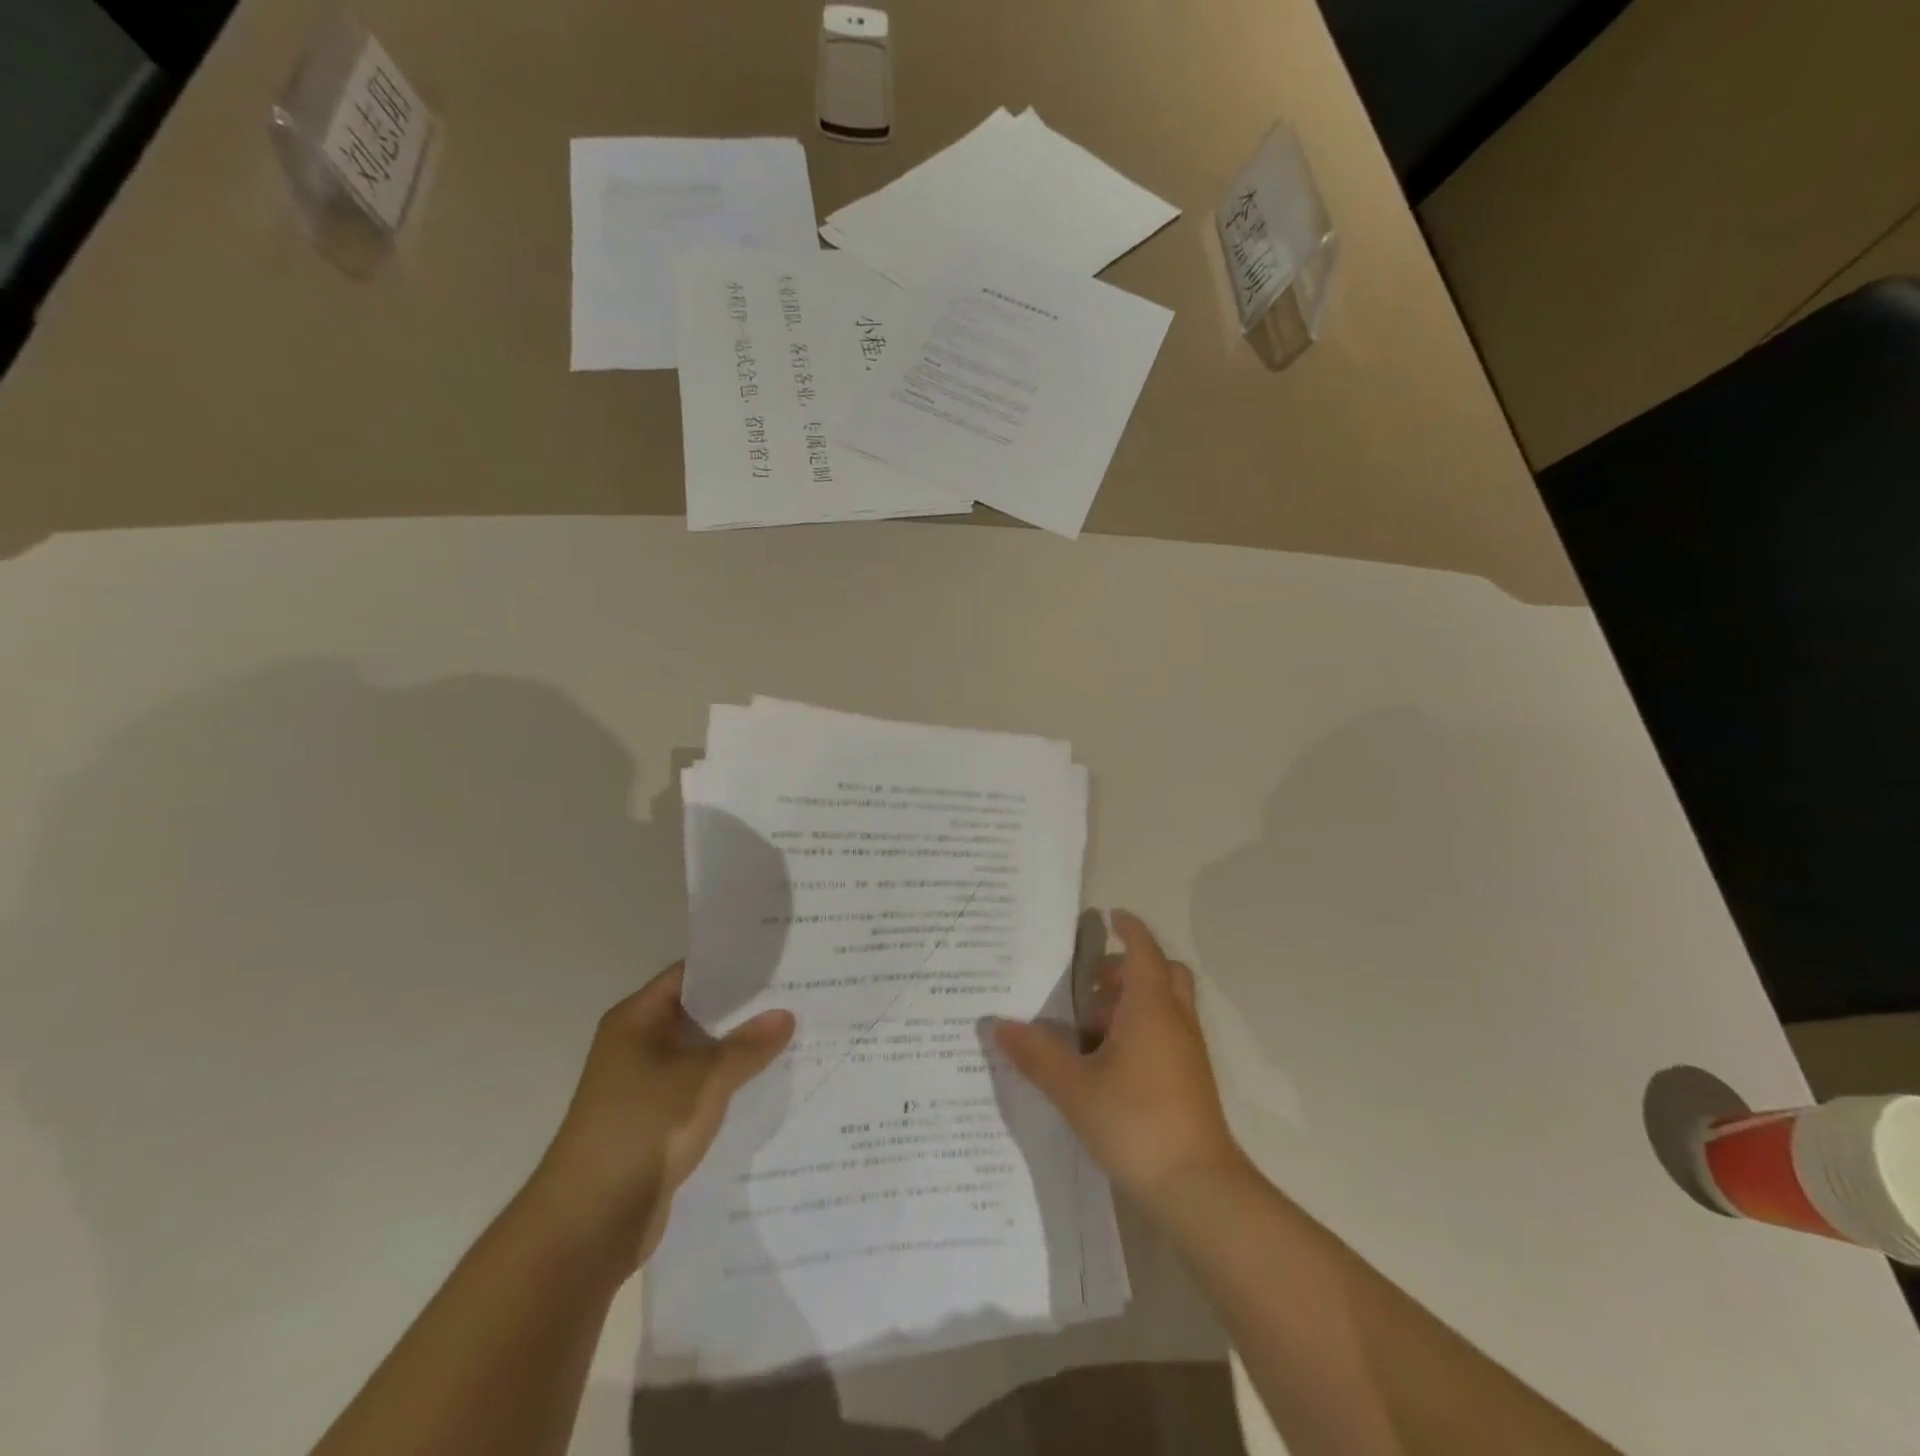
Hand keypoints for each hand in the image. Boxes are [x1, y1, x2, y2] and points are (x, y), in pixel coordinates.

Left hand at [529, 963, 793, 1271]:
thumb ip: (748, 1044)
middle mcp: (638, 1045)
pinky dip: (731, 1087)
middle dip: (747, 1009)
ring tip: (798, 1035)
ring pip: (704, 1056)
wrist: (588, 1225)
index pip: (691, 974)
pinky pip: (703, 1092)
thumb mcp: (705, 1078)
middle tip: (800, 995)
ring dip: (742, 1051)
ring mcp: (646, 1087)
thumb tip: (786, 1014)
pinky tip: (773, 1084)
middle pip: (701, 1014)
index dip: (733, 966)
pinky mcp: (658, 1124)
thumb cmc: (643, 1129)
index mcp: (637, 1019)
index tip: (780, 960)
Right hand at [994, 911, 1246, 1216]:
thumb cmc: (1135, 1122)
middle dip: (1127, 968)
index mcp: (1151, 1007)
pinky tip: (1107, 1064)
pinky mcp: (1191, 1080)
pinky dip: (1141, 1030)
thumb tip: (998, 1025)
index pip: (1144, 950)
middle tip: (1090, 983)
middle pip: (1162, 973)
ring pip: (1165, 1006)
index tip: (1109, 916)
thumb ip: (1036, 1054)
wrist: (1198, 1189)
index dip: (1129, 928)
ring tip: (1088, 1030)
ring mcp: (1188, 1052)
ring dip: (1131, 1003)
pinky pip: (1167, 1033)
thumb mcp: (1074, 1087)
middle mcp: (1175, 1020)